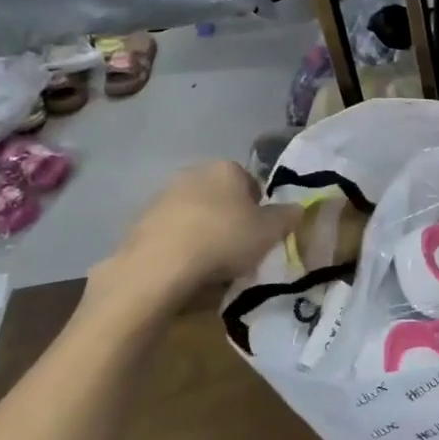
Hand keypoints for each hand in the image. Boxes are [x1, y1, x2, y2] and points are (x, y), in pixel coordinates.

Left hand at [85, 161, 300, 329]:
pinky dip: (181, 248)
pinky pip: (172, 234)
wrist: (159, 266)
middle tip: (239, 249)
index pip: (250, 182)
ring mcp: (163, 197)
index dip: (259, 208)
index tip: (261, 234)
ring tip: (213, 266)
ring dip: (204, 233)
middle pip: (221, 197)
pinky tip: (187, 271)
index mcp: (226, 168)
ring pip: (195, 215)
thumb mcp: (270, 232)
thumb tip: (297, 208)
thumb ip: (287, 217)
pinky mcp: (140, 222)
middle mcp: (194, 173)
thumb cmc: (224, 240)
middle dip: (230, 218)